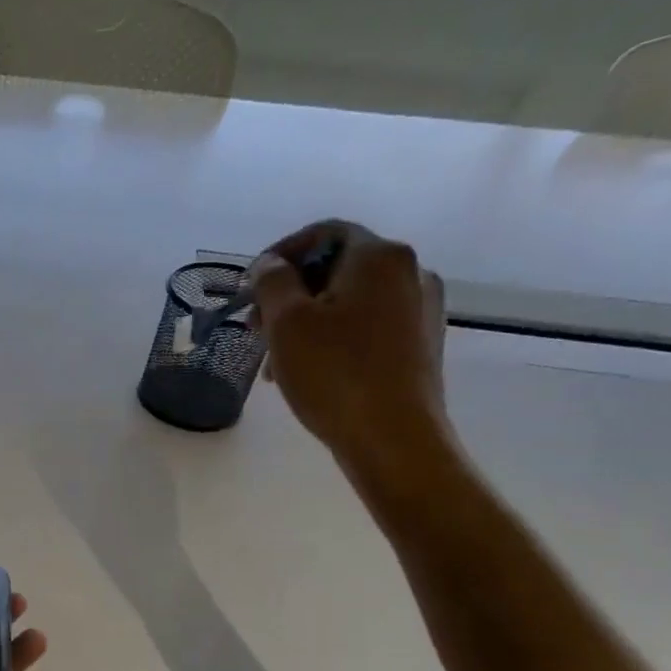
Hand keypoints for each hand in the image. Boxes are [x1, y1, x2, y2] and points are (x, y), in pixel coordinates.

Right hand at [250, 219, 452, 488]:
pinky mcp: (419, 343)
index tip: (250, 285)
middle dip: (289, 294)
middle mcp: (409, 272)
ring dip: (305, 321)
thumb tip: (270, 265)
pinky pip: (365, 326)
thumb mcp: (286, 323)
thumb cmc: (334, 373)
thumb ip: (272, 283)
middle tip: (255, 329)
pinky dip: (331, 338)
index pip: (325, 232)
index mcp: (379, 257)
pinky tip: (307, 371)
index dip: (281, 252)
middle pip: (336, 267)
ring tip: (275, 361)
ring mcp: (420, 309)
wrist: (393, 437)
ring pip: (348, 301)